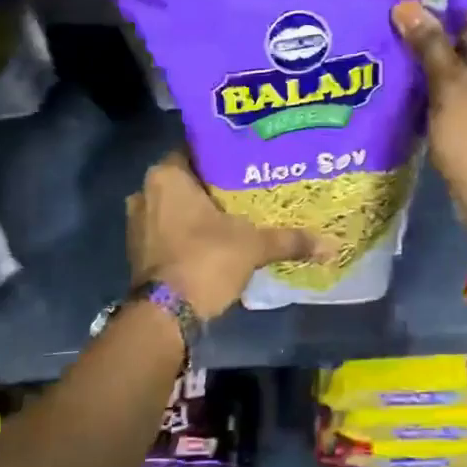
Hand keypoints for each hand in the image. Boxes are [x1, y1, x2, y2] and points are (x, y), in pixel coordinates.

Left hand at [125, 151, 321, 320]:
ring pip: (175, 206)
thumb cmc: (205, 260)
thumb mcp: (254, 245)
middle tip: (248, 186)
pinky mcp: (136, 250)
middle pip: (186, 179)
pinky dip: (186, 232)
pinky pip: (167, 230)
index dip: (223, 153)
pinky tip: (214, 239)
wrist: (165, 316)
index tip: (248, 158)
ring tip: (235, 213)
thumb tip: (331, 244)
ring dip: (198, 211)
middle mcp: (145, 192)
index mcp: (167, 175)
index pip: (196, 150)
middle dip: (213, 185)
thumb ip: (289, 239)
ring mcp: (137, 223)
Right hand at [392, 0, 466, 239]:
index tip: (393, 3)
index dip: (433, 6)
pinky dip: (440, 75)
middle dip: (430, 30)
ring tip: (387, 43)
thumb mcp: (450, 88)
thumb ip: (429, 43)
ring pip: (464, 52)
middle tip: (383, 23)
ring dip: (431, 53)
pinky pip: (465, 75)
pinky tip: (405, 71)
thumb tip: (405, 6)